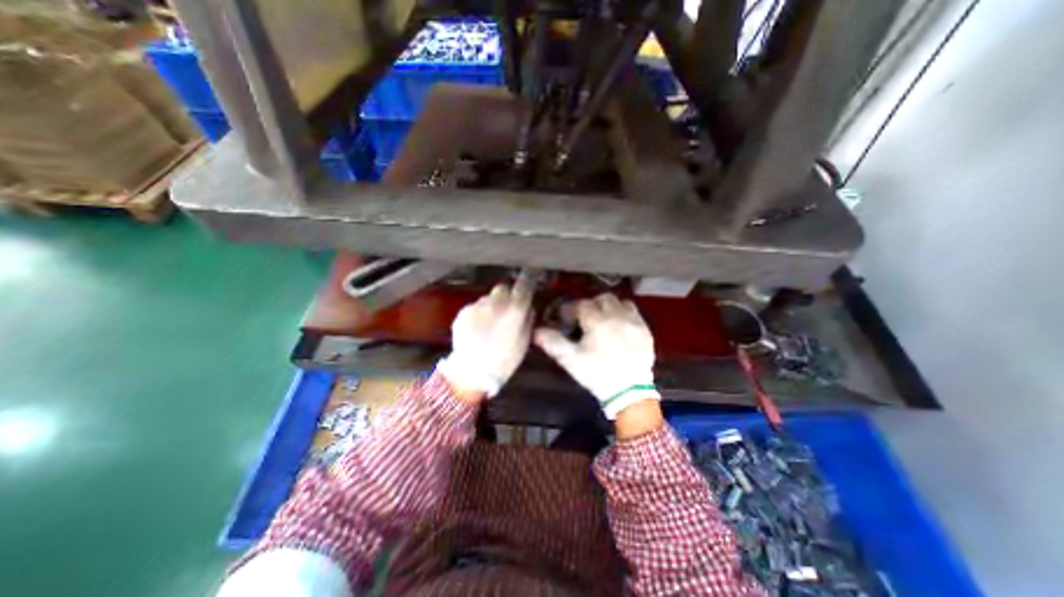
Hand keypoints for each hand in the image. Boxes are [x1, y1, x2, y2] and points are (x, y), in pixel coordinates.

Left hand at [434, 281, 531, 397]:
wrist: (472, 371)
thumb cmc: (504, 360)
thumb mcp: (523, 342)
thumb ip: (527, 320)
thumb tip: (528, 307)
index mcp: (515, 310)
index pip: (524, 285)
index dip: (528, 280)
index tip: (529, 280)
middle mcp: (496, 302)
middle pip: (503, 287)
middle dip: (506, 295)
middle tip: (506, 309)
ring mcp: (478, 306)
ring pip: (488, 298)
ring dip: (491, 305)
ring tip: (489, 323)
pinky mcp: (463, 311)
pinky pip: (475, 307)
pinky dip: (478, 314)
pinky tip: (477, 329)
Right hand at [538, 293, 661, 419]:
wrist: (629, 393)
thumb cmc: (597, 374)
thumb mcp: (571, 361)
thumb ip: (553, 343)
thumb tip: (537, 331)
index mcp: (598, 322)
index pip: (581, 305)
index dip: (570, 310)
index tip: (565, 318)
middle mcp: (617, 316)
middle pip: (601, 299)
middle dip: (590, 305)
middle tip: (584, 319)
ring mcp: (634, 322)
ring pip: (619, 302)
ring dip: (608, 307)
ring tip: (603, 320)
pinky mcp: (645, 330)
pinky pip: (634, 312)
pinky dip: (623, 314)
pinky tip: (619, 327)